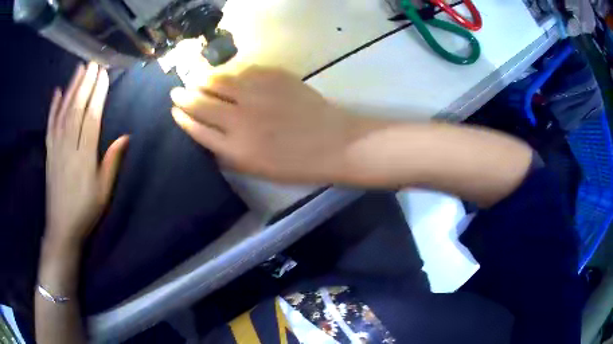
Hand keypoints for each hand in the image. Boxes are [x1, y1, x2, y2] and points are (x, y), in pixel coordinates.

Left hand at [45, 62, 128, 246]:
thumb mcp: (104, 191)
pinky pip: (50, 125)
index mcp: (84, 156)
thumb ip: (112, 162)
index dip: (98, 95)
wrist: (62, 228)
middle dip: (86, 84)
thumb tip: (125, 136)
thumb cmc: (86, 210)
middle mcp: (68, 147)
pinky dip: (53, 108)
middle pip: (77, 109)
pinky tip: (57, 92)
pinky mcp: (48, 152)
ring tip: (79, 69)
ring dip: (71, 89)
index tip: (104, 75)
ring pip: (63, 112)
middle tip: (93, 63)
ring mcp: (56, 148)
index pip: (91, 118)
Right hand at [170, 66, 379, 182]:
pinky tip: (225, 74)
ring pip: (217, 80)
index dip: (183, 117)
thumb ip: (228, 153)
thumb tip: (207, 134)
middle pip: (200, 102)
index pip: (196, 128)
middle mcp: (239, 119)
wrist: (334, 143)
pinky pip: (241, 70)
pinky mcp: (273, 77)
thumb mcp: (256, 169)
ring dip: (201, 79)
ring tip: (195, 78)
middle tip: (177, 91)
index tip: (175, 111)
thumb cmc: (296, 164)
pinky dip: (229, 72)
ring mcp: (256, 94)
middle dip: (184, 96)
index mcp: (234, 148)